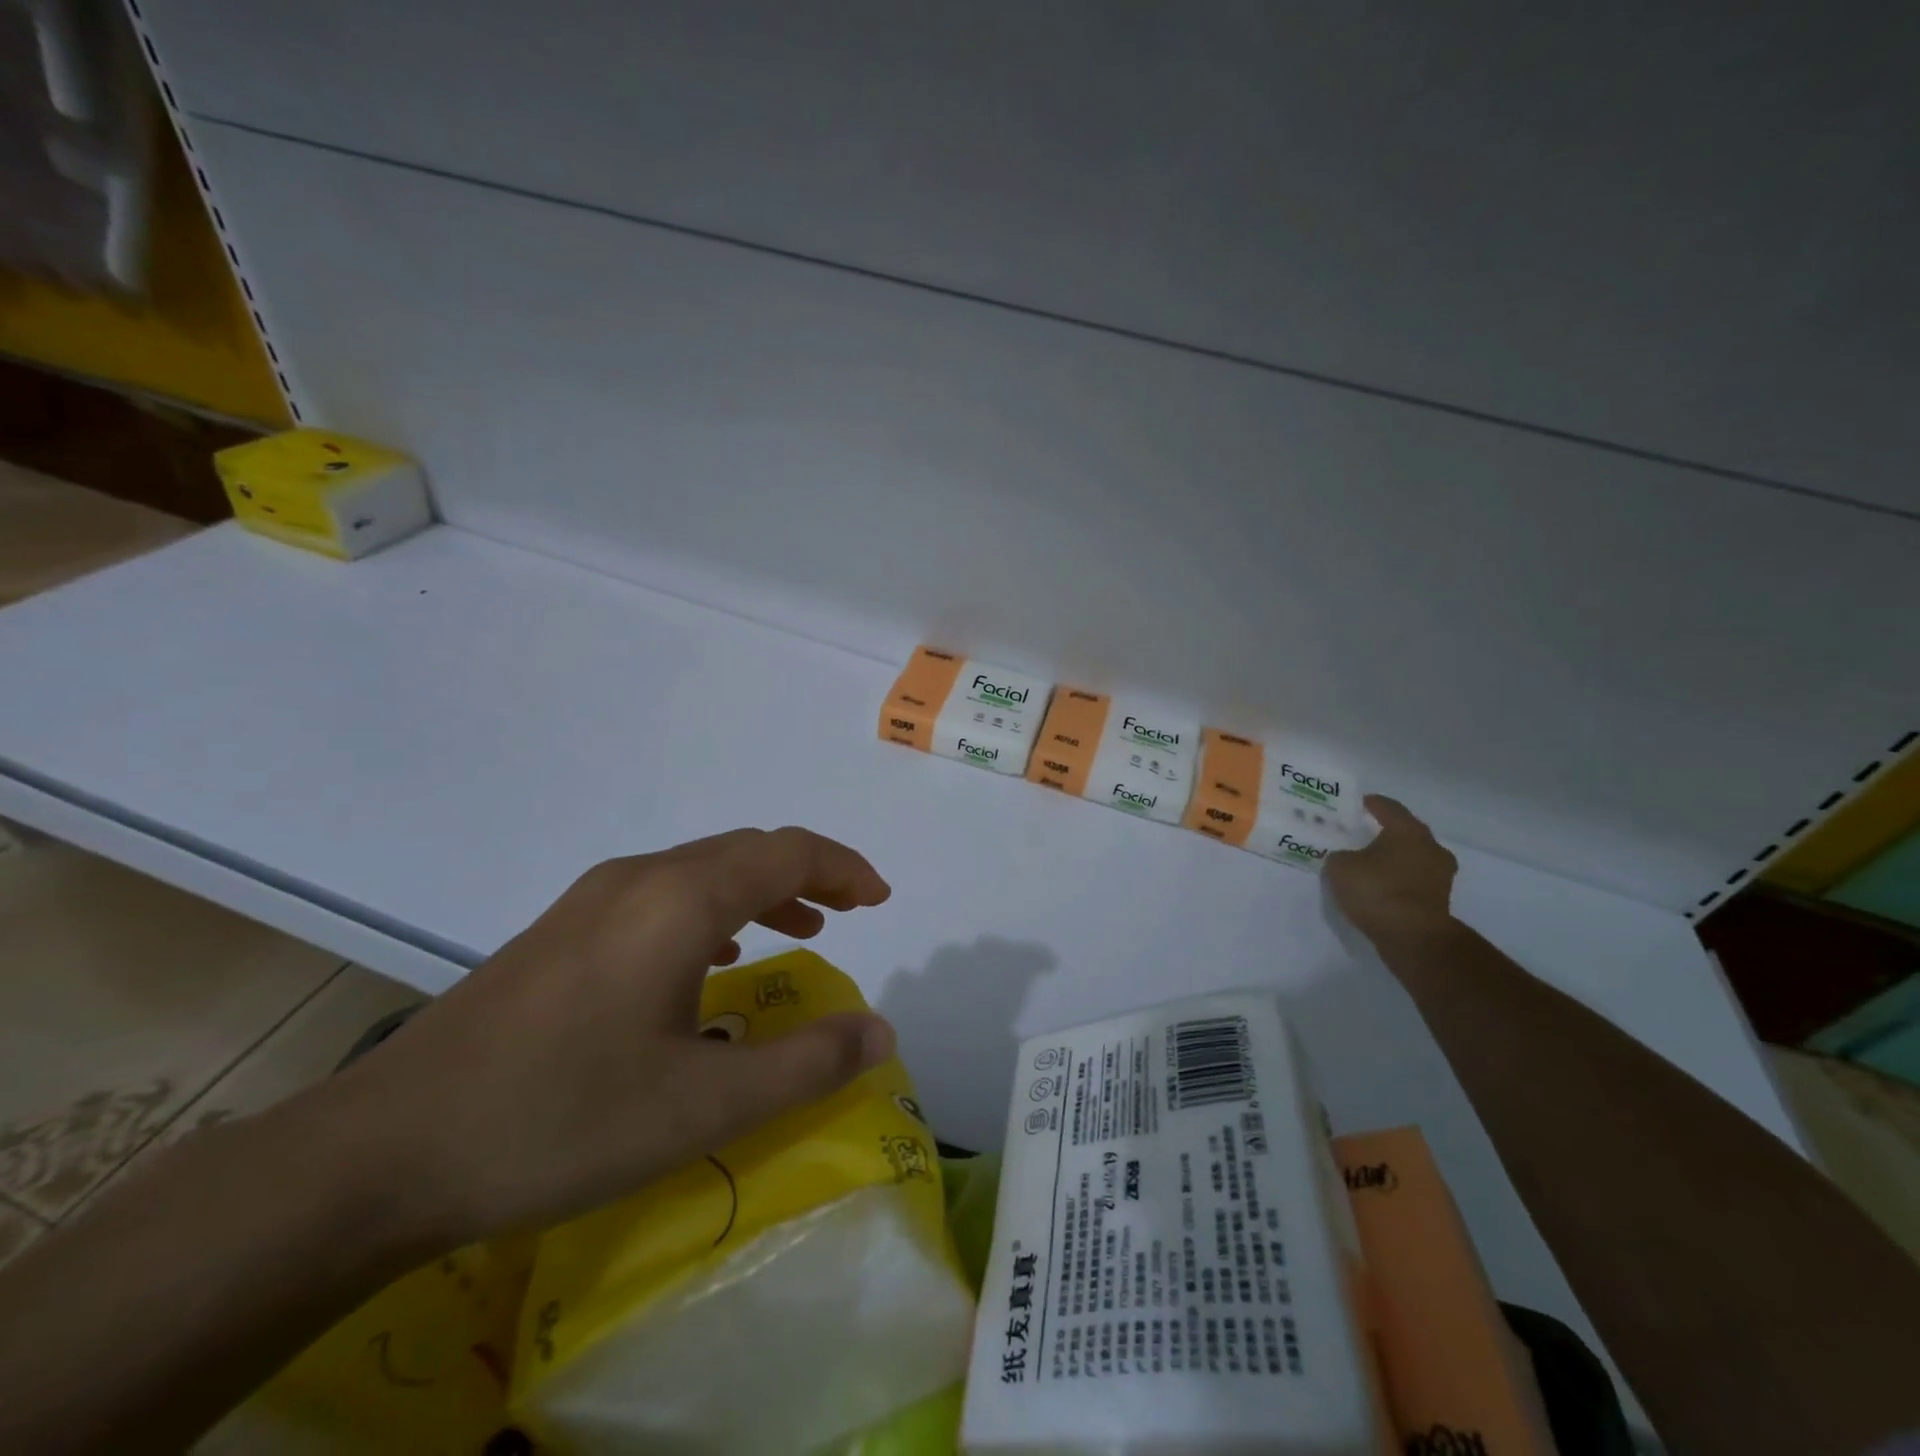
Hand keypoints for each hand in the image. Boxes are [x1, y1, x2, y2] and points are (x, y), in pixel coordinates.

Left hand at [324, 827, 895, 1247]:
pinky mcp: (561, 931)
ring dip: (761, 891)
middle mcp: (638, 879)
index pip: (786, 851)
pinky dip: (713, 909)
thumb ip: (805, 1063)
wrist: (382, 1153)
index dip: (844, 867)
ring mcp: (591, 901)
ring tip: (799, 930)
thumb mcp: (704, 1105)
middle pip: (746, 852)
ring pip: (702, 871)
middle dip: (809, 875)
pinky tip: (712, 959)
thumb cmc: (561, 1119)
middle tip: (851, 913)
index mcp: (679, 900)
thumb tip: (881, 1031)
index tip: (880, 900)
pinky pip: (662, 896)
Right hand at [1324, 794, 1457, 947]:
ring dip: (1395, 858)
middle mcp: (1430, 847)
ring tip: (1371, 863)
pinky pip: (1415, 880)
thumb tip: (1347, 858)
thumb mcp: (1340, 867)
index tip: (1359, 803)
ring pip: (1413, 857)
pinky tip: (1382, 886)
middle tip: (1363, 833)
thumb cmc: (1376, 890)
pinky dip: (1400, 879)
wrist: (1413, 936)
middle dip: (1385, 832)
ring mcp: (1440, 875)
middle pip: (1405, 832)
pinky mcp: (1440, 899)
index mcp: (1408, 830)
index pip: (1388, 808)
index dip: (1372, 804)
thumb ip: (1340, 856)